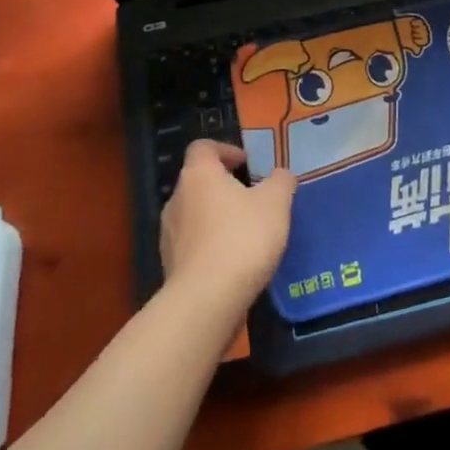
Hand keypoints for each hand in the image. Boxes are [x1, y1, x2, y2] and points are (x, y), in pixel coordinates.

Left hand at [160, 141, 296, 311]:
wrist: (205, 302)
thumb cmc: (242, 238)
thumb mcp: (276, 202)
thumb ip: (280, 181)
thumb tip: (280, 175)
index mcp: (199, 175)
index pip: (203, 147)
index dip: (225, 150)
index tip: (247, 164)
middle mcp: (177, 199)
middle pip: (199, 182)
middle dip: (224, 187)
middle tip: (253, 199)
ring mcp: (169, 235)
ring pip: (195, 215)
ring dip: (217, 218)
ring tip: (246, 233)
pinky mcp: (170, 267)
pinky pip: (193, 245)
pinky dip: (211, 246)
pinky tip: (234, 262)